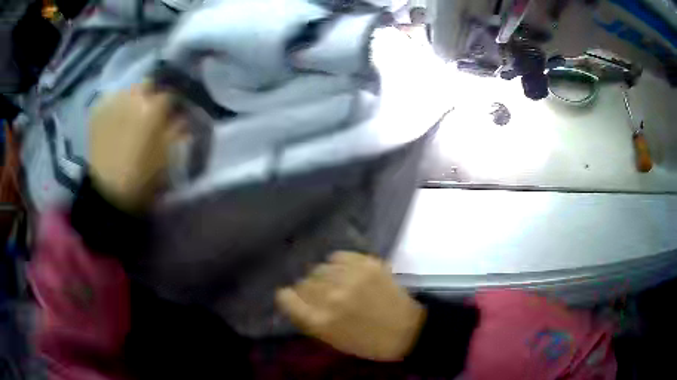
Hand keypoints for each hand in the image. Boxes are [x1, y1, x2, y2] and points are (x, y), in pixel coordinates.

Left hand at [89, 84, 183, 210]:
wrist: (107, 192)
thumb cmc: (142, 177)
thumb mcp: (167, 157)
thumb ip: (176, 132)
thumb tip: (182, 118)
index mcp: (153, 108)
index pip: (169, 95)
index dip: (172, 105)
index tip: (172, 114)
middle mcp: (133, 97)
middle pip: (147, 84)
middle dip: (151, 94)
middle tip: (150, 109)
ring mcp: (113, 102)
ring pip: (127, 90)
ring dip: (132, 98)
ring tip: (130, 113)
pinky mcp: (97, 112)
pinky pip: (109, 99)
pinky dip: (114, 105)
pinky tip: (115, 118)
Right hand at [276, 252, 425, 361]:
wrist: (406, 329)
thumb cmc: (366, 341)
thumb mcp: (330, 339)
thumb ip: (307, 318)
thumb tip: (291, 297)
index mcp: (320, 321)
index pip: (285, 297)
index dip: (288, 297)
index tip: (295, 298)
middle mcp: (331, 297)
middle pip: (303, 281)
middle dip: (308, 289)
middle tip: (322, 295)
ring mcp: (350, 278)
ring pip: (319, 267)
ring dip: (323, 277)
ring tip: (335, 283)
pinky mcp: (367, 264)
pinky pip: (338, 256)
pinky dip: (338, 264)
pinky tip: (346, 273)